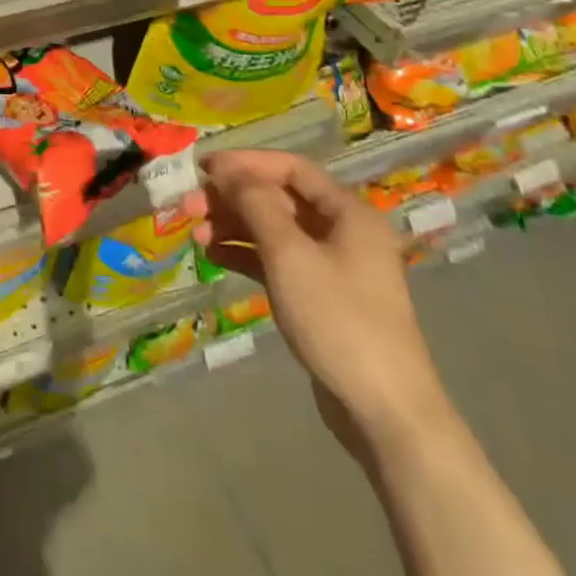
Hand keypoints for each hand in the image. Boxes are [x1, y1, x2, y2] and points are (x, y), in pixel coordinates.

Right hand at [195, 149, 453, 460]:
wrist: (385, 411)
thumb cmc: (338, 319)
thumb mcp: (289, 254)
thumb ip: (255, 204)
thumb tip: (227, 170)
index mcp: (348, 213)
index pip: (291, 168)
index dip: (245, 163)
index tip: (202, 168)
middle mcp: (343, 232)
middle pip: (279, 199)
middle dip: (233, 198)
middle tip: (190, 205)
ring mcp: (332, 267)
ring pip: (274, 230)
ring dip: (234, 226)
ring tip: (196, 234)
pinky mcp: (320, 298)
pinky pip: (276, 261)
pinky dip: (245, 254)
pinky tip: (213, 256)